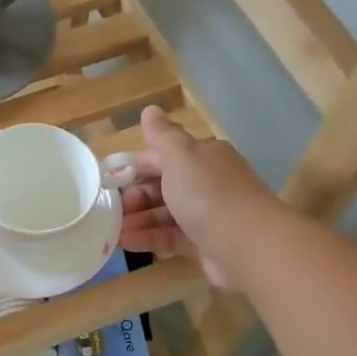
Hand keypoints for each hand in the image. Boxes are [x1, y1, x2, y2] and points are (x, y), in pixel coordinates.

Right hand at [118, 107, 271, 289]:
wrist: (248, 245)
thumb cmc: (208, 194)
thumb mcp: (181, 156)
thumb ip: (162, 135)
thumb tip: (149, 110)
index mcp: (202, 157)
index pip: (161, 157)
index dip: (133, 167)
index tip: (108, 181)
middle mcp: (205, 183)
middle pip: (160, 186)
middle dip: (133, 197)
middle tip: (110, 209)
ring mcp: (205, 215)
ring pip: (163, 214)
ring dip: (137, 220)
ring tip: (112, 230)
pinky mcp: (202, 244)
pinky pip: (169, 238)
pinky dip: (148, 238)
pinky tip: (127, 242)